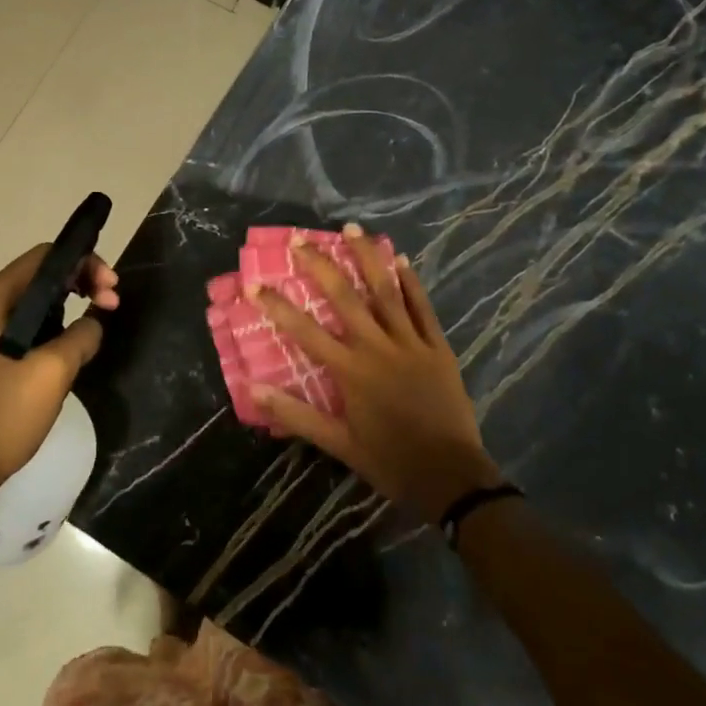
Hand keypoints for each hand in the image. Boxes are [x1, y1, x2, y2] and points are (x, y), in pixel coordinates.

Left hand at [0, 244, 118, 493]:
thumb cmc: (3, 416)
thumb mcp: (53, 372)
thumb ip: (82, 334)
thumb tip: (93, 322)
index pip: (43, 257)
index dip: (84, 264)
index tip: (111, 289)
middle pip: (38, 276)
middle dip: (79, 284)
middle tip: (112, 304)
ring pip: (31, 301)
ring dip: (67, 306)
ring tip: (97, 323)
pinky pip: (21, 324)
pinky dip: (50, 325)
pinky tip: (71, 343)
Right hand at [248, 225, 500, 519]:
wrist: (451, 477)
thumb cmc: (389, 461)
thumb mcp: (338, 443)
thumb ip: (296, 414)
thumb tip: (254, 390)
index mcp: (351, 371)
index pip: (305, 331)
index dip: (277, 306)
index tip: (254, 283)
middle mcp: (378, 347)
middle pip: (345, 297)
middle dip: (320, 265)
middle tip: (301, 239)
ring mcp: (411, 343)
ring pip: (386, 291)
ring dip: (366, 257)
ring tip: (351, 229)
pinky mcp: (438, 347)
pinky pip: (422, 307)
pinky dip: (410, 282)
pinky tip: (400, 258)